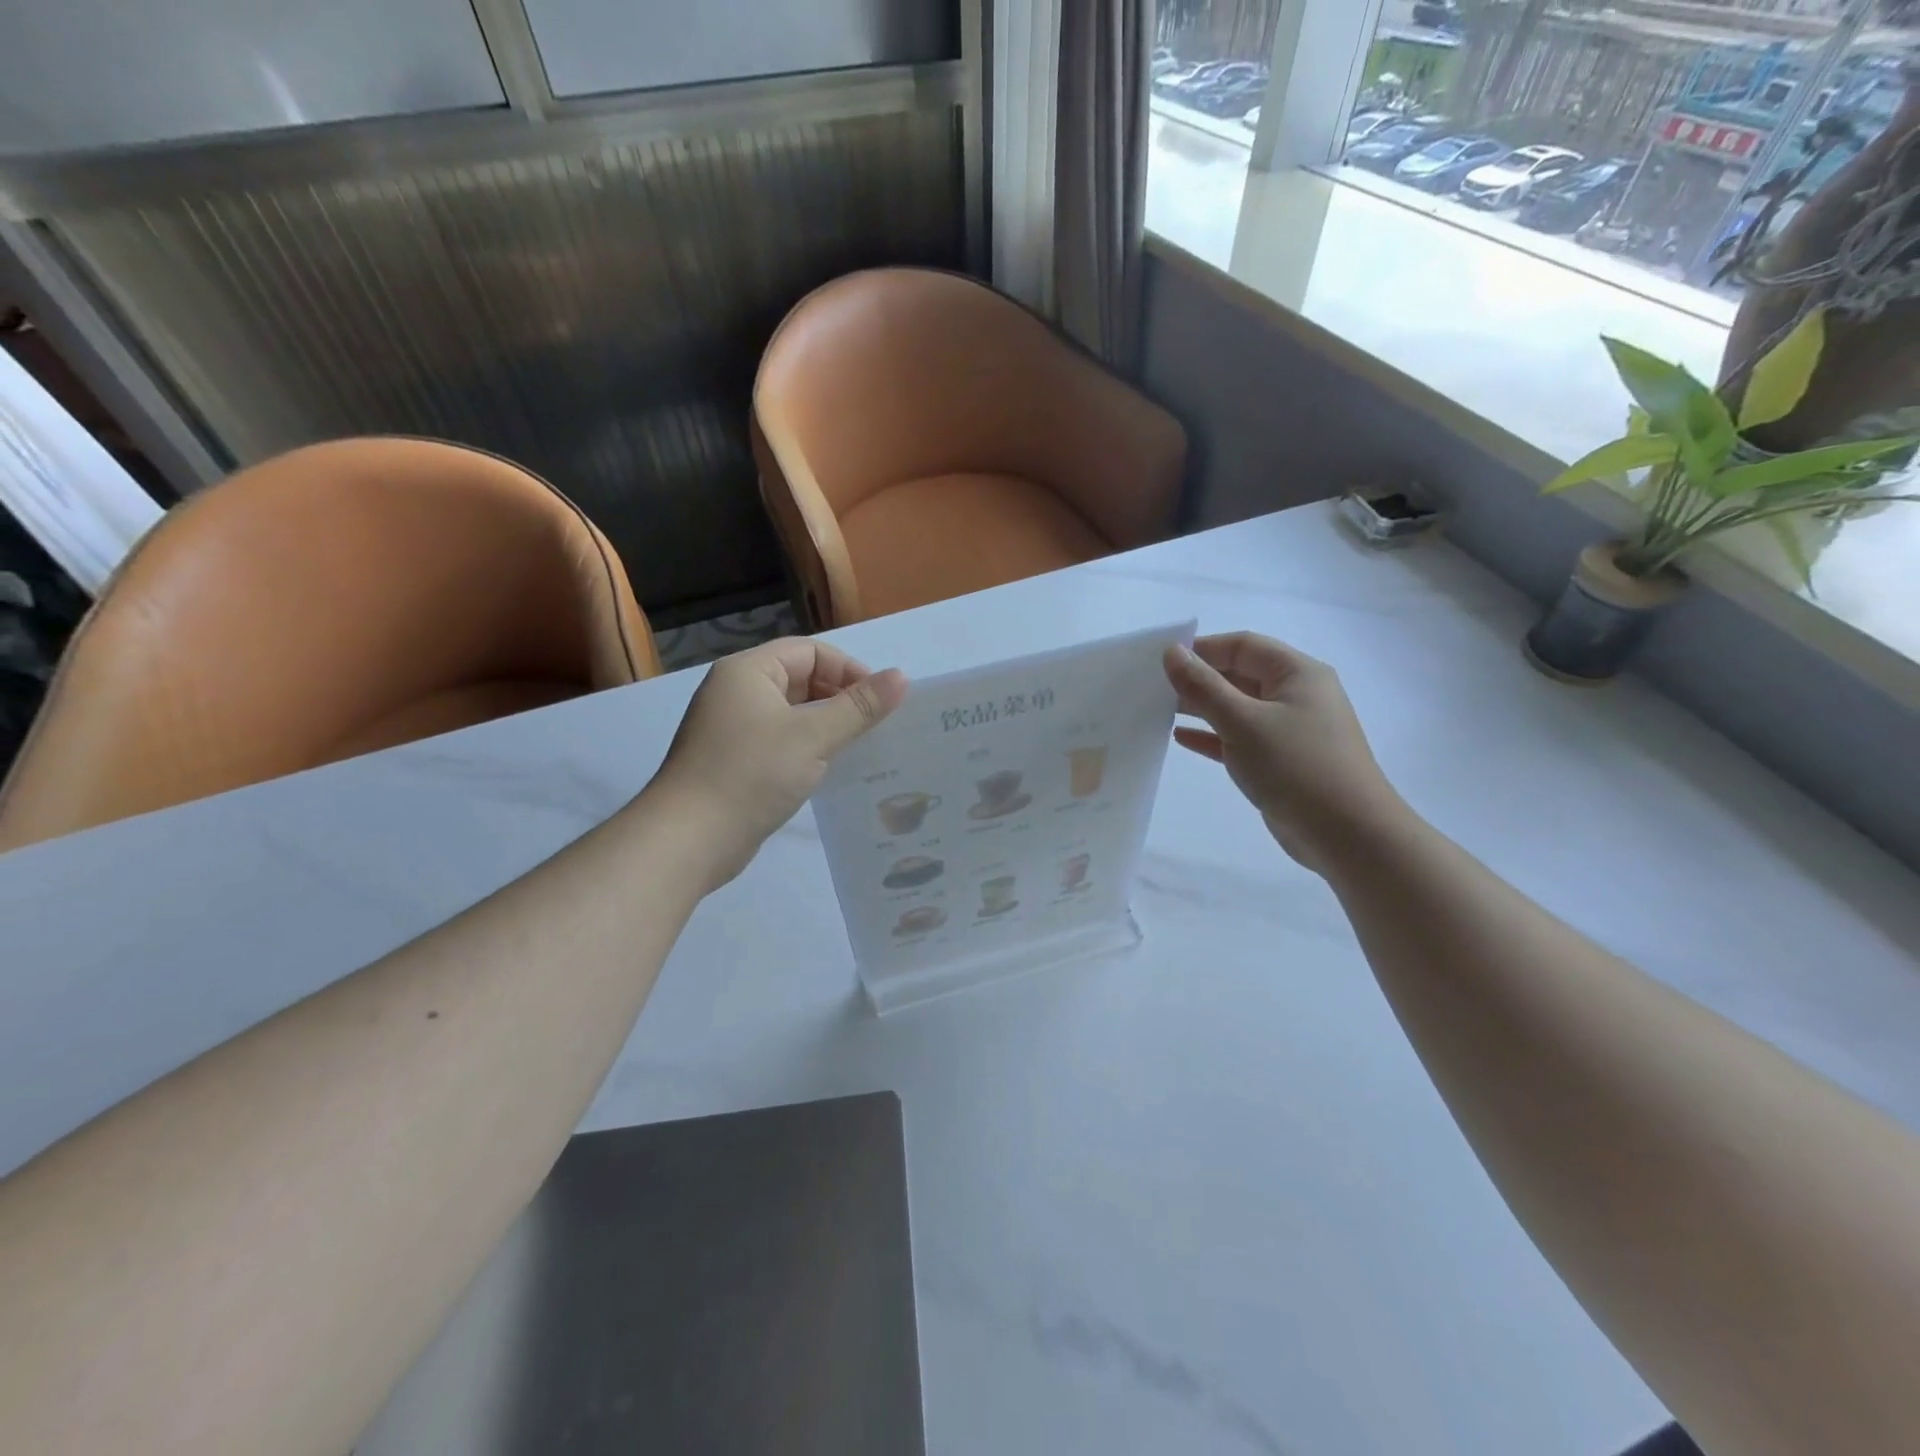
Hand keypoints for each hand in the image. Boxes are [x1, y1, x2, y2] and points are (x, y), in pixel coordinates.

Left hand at [649, 638, 906, 888]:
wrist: (689, 838)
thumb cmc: (752, 773)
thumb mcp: (813, 736)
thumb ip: (859, 707)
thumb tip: (901, 677)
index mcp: (748, 672)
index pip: (809, 651)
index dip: (848, 669)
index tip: (879, 701)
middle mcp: (736, 692)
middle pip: (800, 679)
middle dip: (839, 697)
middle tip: (874, 726)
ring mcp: (732, 729)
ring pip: (792, 714)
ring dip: (826, 726)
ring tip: (860, 748)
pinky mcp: (734, 762)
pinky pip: (780, 742)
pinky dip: (807, 749)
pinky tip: (829, 771)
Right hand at [1164, 633, 1407, 873]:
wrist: (1347, 835)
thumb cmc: (1296, 767)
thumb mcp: (1243, 722)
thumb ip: (1203, 686)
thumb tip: (1171, 652)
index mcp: (1297, 673)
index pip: (1243, 646)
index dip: (1202, 649)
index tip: (1160, 662)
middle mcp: (1297, 695)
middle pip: (1240, 674)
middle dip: (1199, 679)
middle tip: (1153, 688)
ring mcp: (1290, 730)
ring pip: (1238, 708)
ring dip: (1202, 708)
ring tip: (1159, 711)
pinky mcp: (1281, 761)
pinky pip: (1240, 738)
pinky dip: (1213, 736)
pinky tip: (1181, 739)